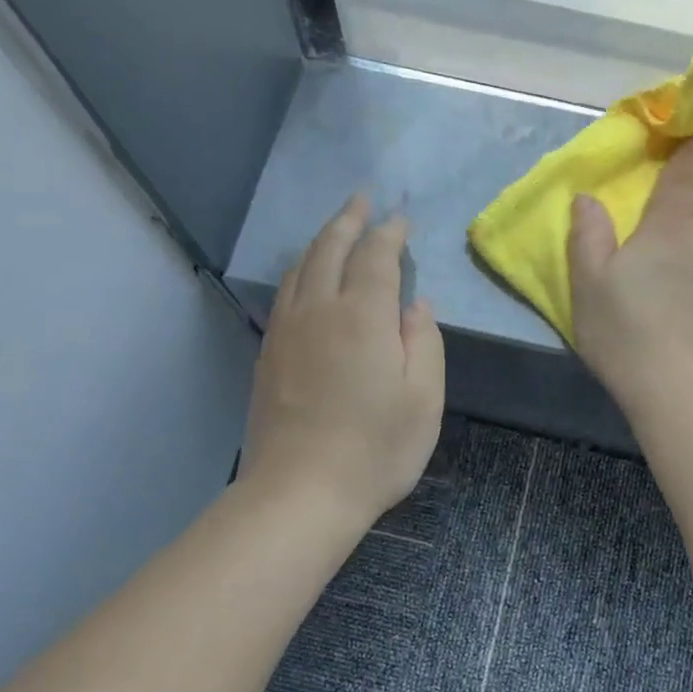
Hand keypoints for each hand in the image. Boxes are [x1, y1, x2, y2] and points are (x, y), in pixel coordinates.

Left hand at [241, 196, 444, 528]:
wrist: (301, 492)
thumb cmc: (376, 449)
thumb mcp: (424, 399)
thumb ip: (423, 342)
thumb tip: (416, 306)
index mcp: (362, 316)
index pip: (376, 256)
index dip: (389, 233)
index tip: (400, 219)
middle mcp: (319, 310)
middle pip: (330, 249)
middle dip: (348, 219)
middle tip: (361, 199)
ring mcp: (286, 331)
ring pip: (300, 268)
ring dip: (320, 240)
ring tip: (335, 229)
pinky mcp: (268, 354)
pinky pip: (284, 294)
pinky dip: (299, 271)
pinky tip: (304, 278)